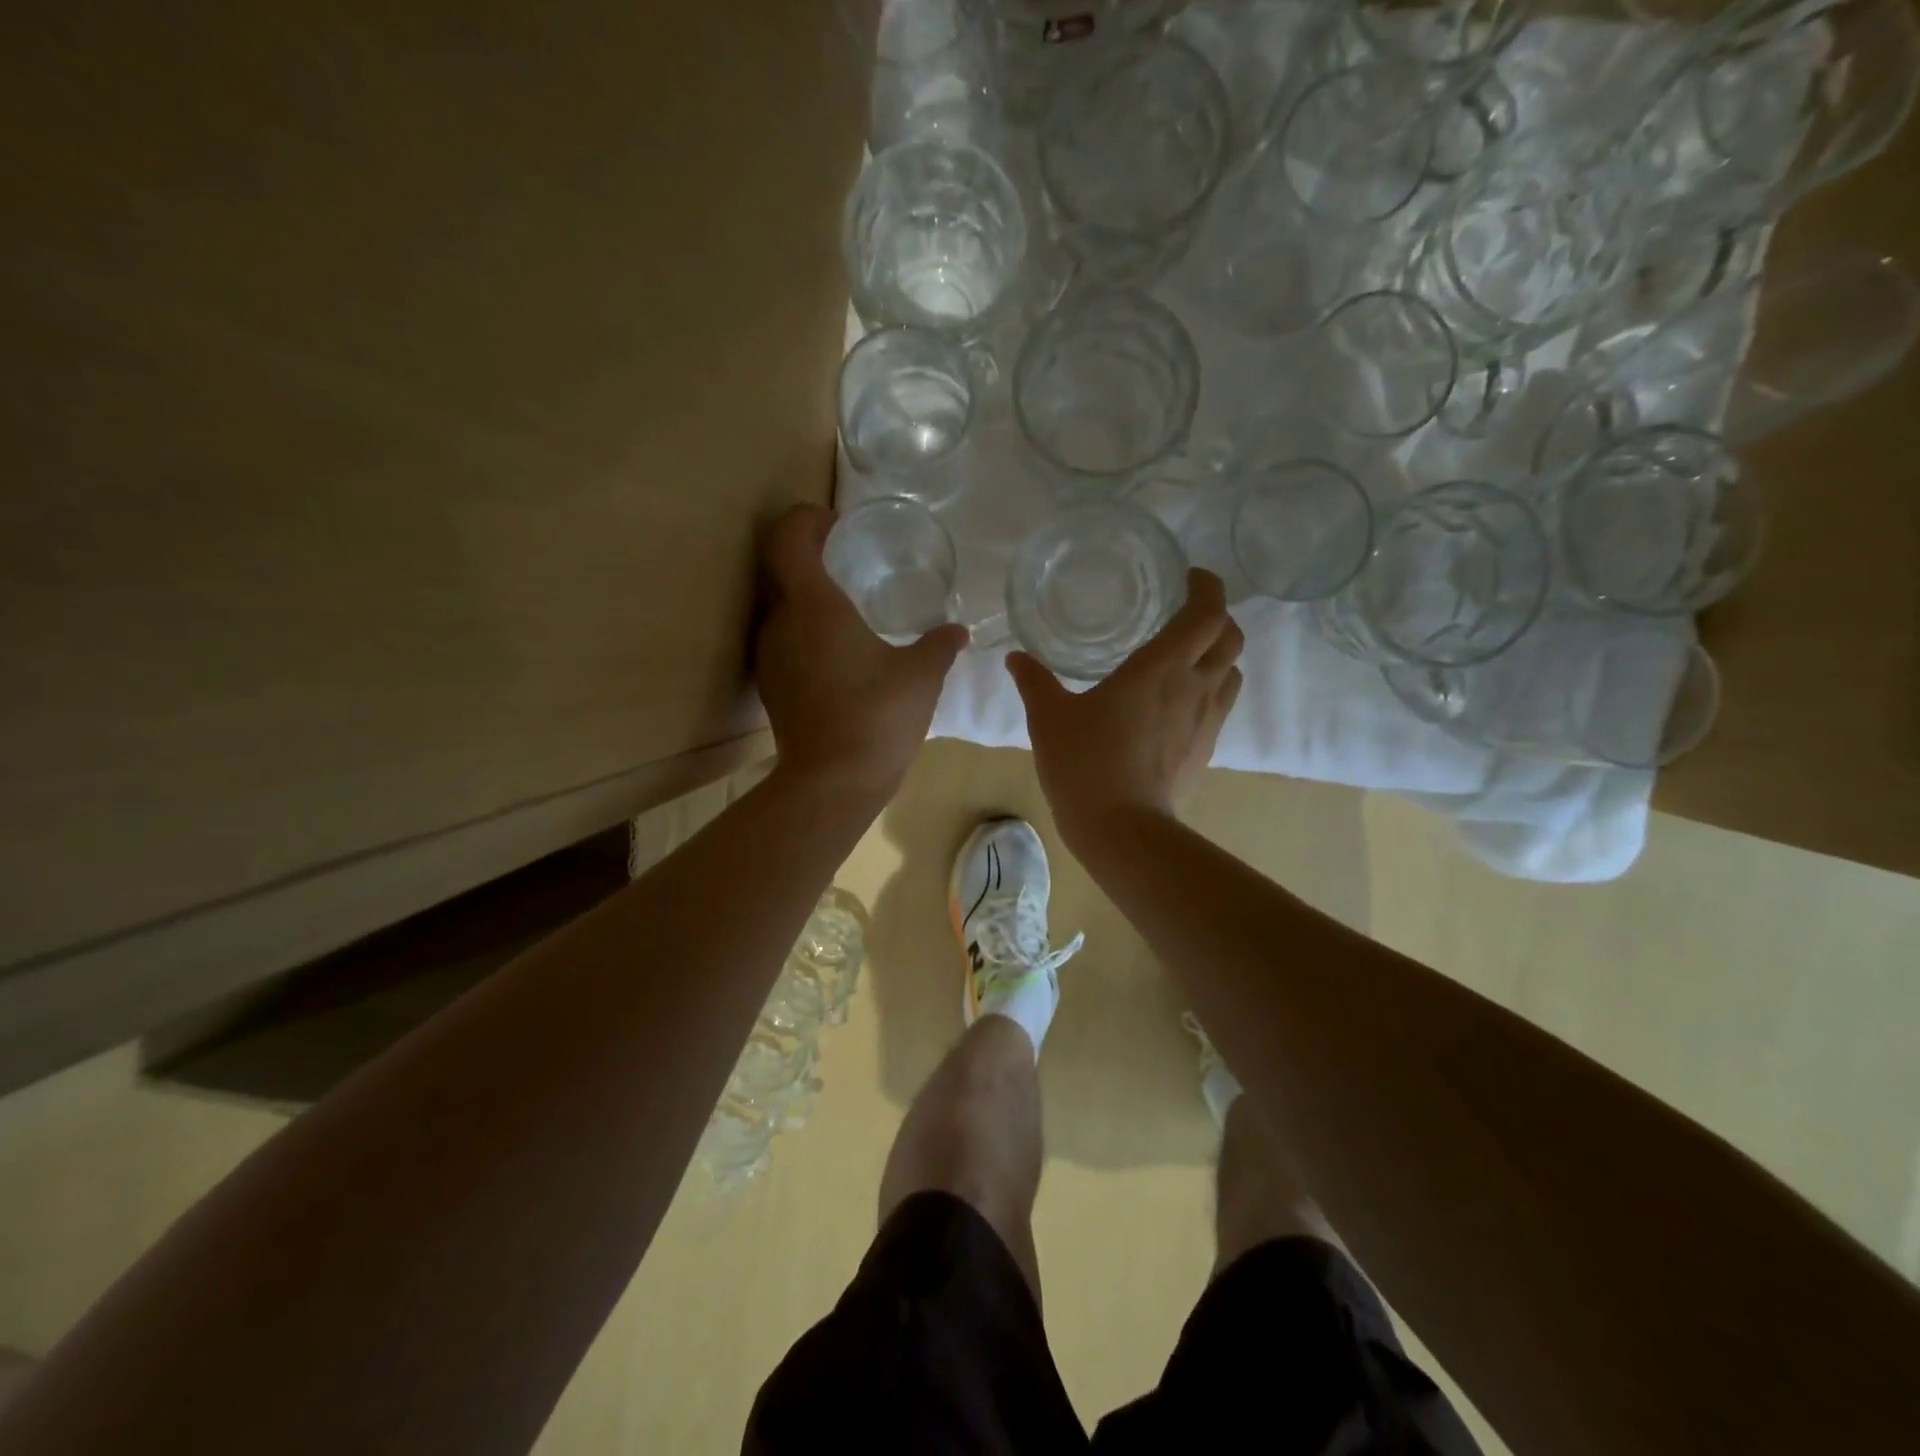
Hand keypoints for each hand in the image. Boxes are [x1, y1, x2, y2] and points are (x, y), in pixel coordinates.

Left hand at [755, 504, 966, 804]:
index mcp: (814, 606)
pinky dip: (804, 633)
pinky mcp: (771, 686)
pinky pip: (783, 641)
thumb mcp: (921, 677)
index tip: (835, 521)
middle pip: (780, 569)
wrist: (832, 783)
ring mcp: (769, 657)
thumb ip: (940, 646)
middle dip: (809, 555)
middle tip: (846, 558)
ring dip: (806, 599)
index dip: (806, 518)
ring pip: (780, 608)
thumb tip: (959, 631)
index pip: (788, 537)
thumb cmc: (878, 718)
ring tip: (846, 610)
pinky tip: (837, 655)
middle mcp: (780, 623)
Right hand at [1008, 568, 1242, 848]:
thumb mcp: (1049, 718)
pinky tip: (1179, 699)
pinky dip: (1211, 687)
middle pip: (1231, 636)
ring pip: (1232, 670)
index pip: (1206, 612)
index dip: (1207, 587)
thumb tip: (1015, 658)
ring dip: (1218, 653)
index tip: (1190, 578)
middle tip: (1187, 612)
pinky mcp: (1206, 747)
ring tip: (1187, 654)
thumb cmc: (1084, 764)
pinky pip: (1222, 703)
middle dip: (1217, 616)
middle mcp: (1194, 685)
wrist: (1121, 828)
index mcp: (1160, 667)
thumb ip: (1034, 682)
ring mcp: (1206, 719)